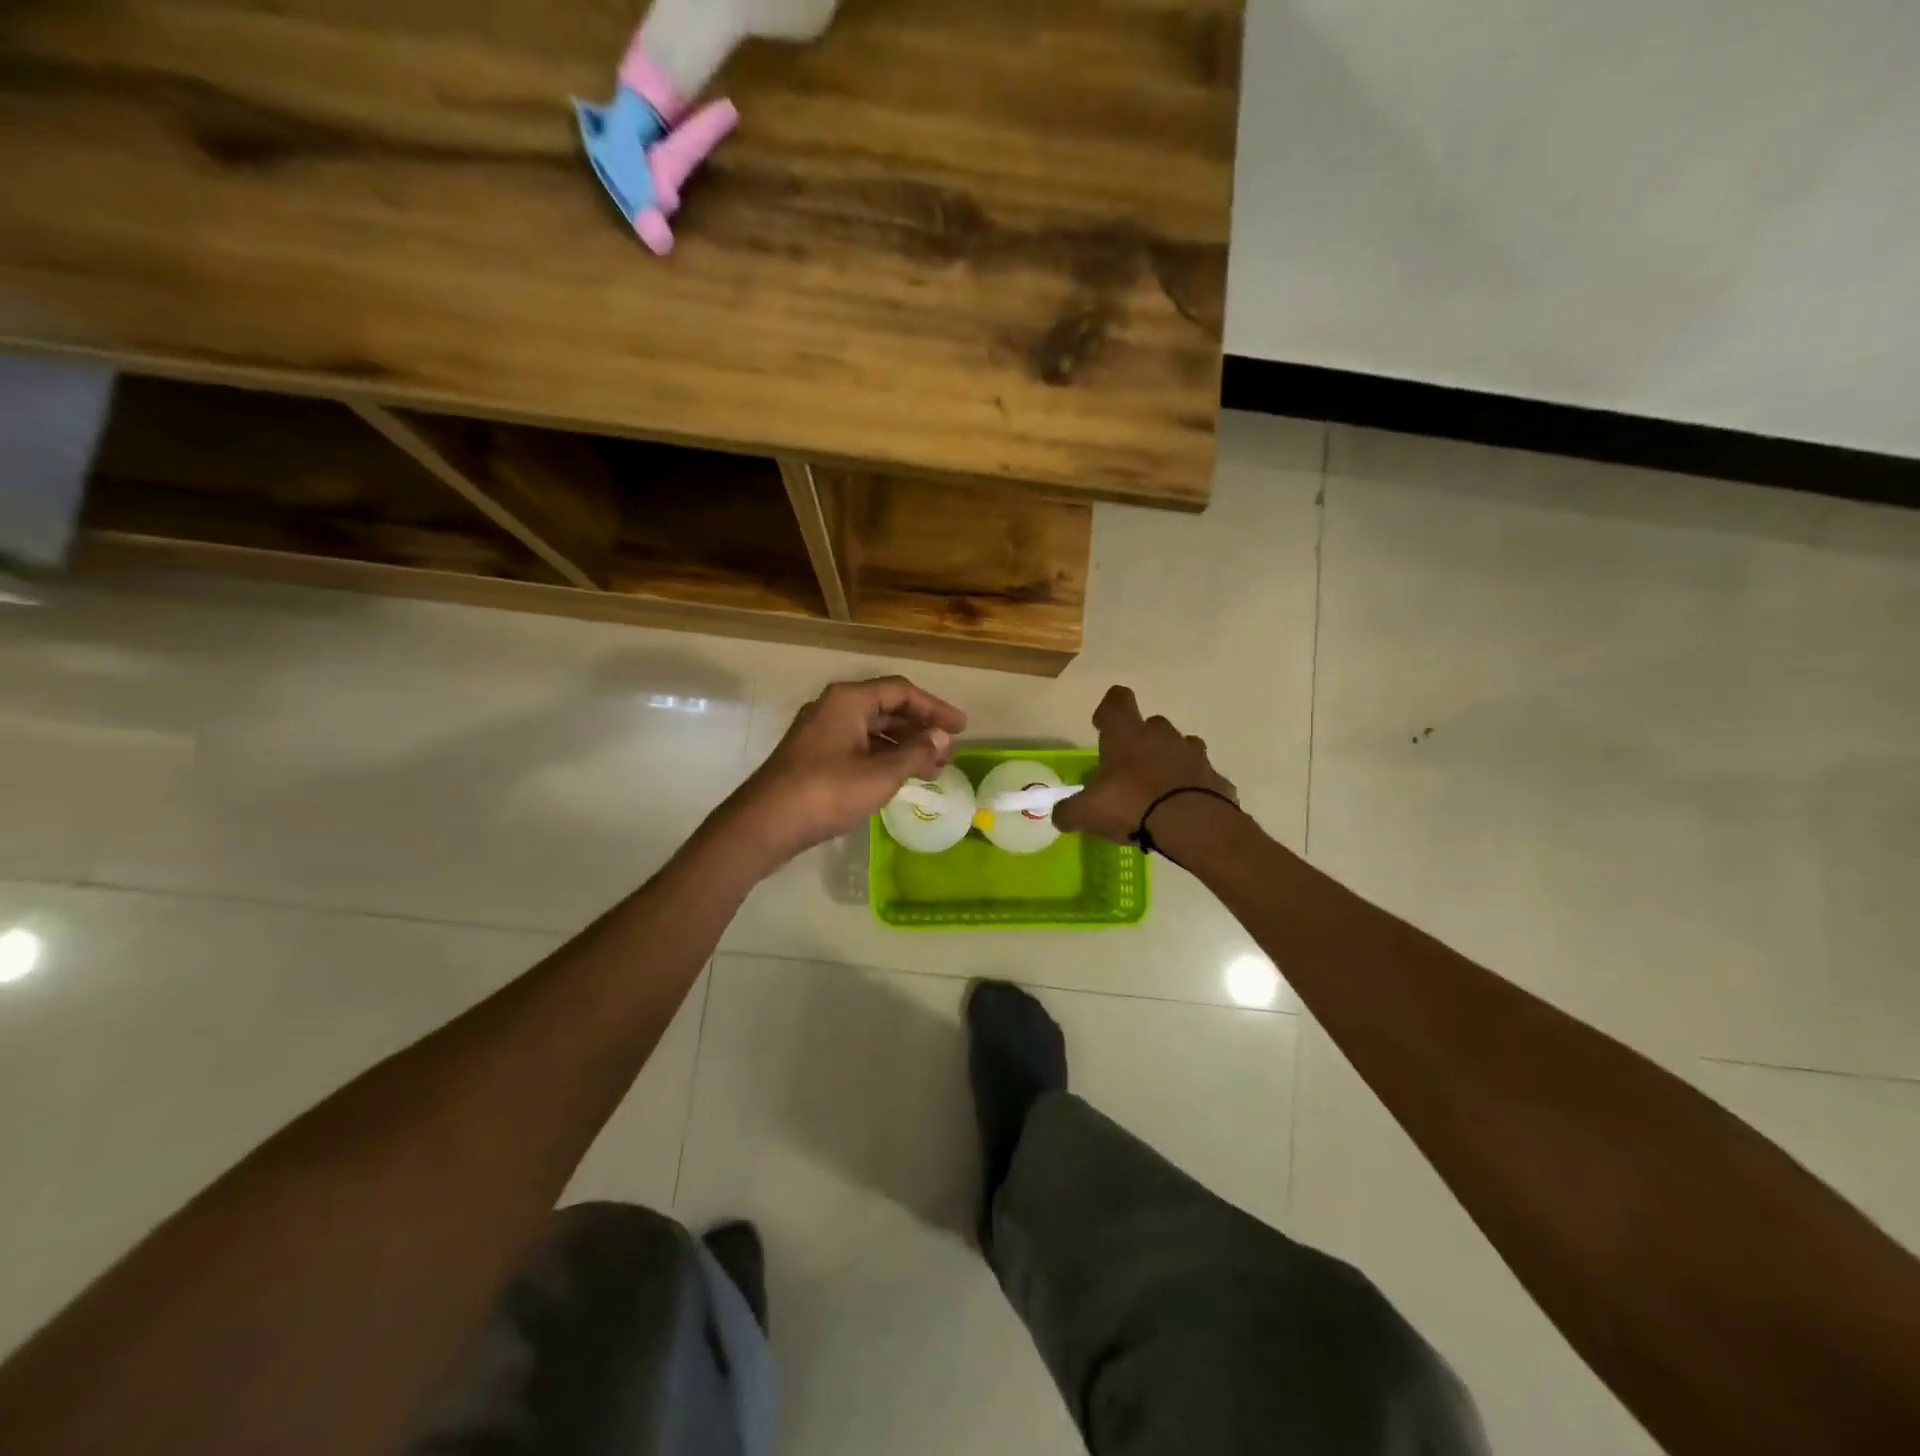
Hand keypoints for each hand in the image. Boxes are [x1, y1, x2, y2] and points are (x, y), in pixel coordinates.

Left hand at [724, 676, 966, 867]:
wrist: (765, 823)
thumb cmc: (827, 792)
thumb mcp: (880, 774)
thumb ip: (915, 753)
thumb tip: (942, 738)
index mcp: (849, 701)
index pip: (901, 692)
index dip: (935, 708)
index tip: (961, 728)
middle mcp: (833, 708)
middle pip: (887, 709)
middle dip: (920, 729)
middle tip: (948, 752)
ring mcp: (820, 732)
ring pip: (872, 731)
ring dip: (903, 746)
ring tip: (931, 769)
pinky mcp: (813, 756)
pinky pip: (858, 747)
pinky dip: (883, 758)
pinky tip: (898, 778)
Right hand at [1054, 686, 1236, 843]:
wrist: (1192, 825)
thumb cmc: (1131, 805)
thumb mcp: (1087, 812)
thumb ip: (1069, 811)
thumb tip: (1060, 815)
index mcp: (1127, 734)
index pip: (1117, 701)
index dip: (1109, 709)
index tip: (1102, 725)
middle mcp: (1162, 735)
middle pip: (1152, 726)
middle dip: (1142, 743)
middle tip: (1130, 772)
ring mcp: (1194, 755)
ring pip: (1180, 749)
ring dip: (1170, 763)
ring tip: (1159, 793)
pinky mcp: (1217, 779)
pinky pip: (1201, 779)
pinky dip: (1193, 790)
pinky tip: (1183, 811)